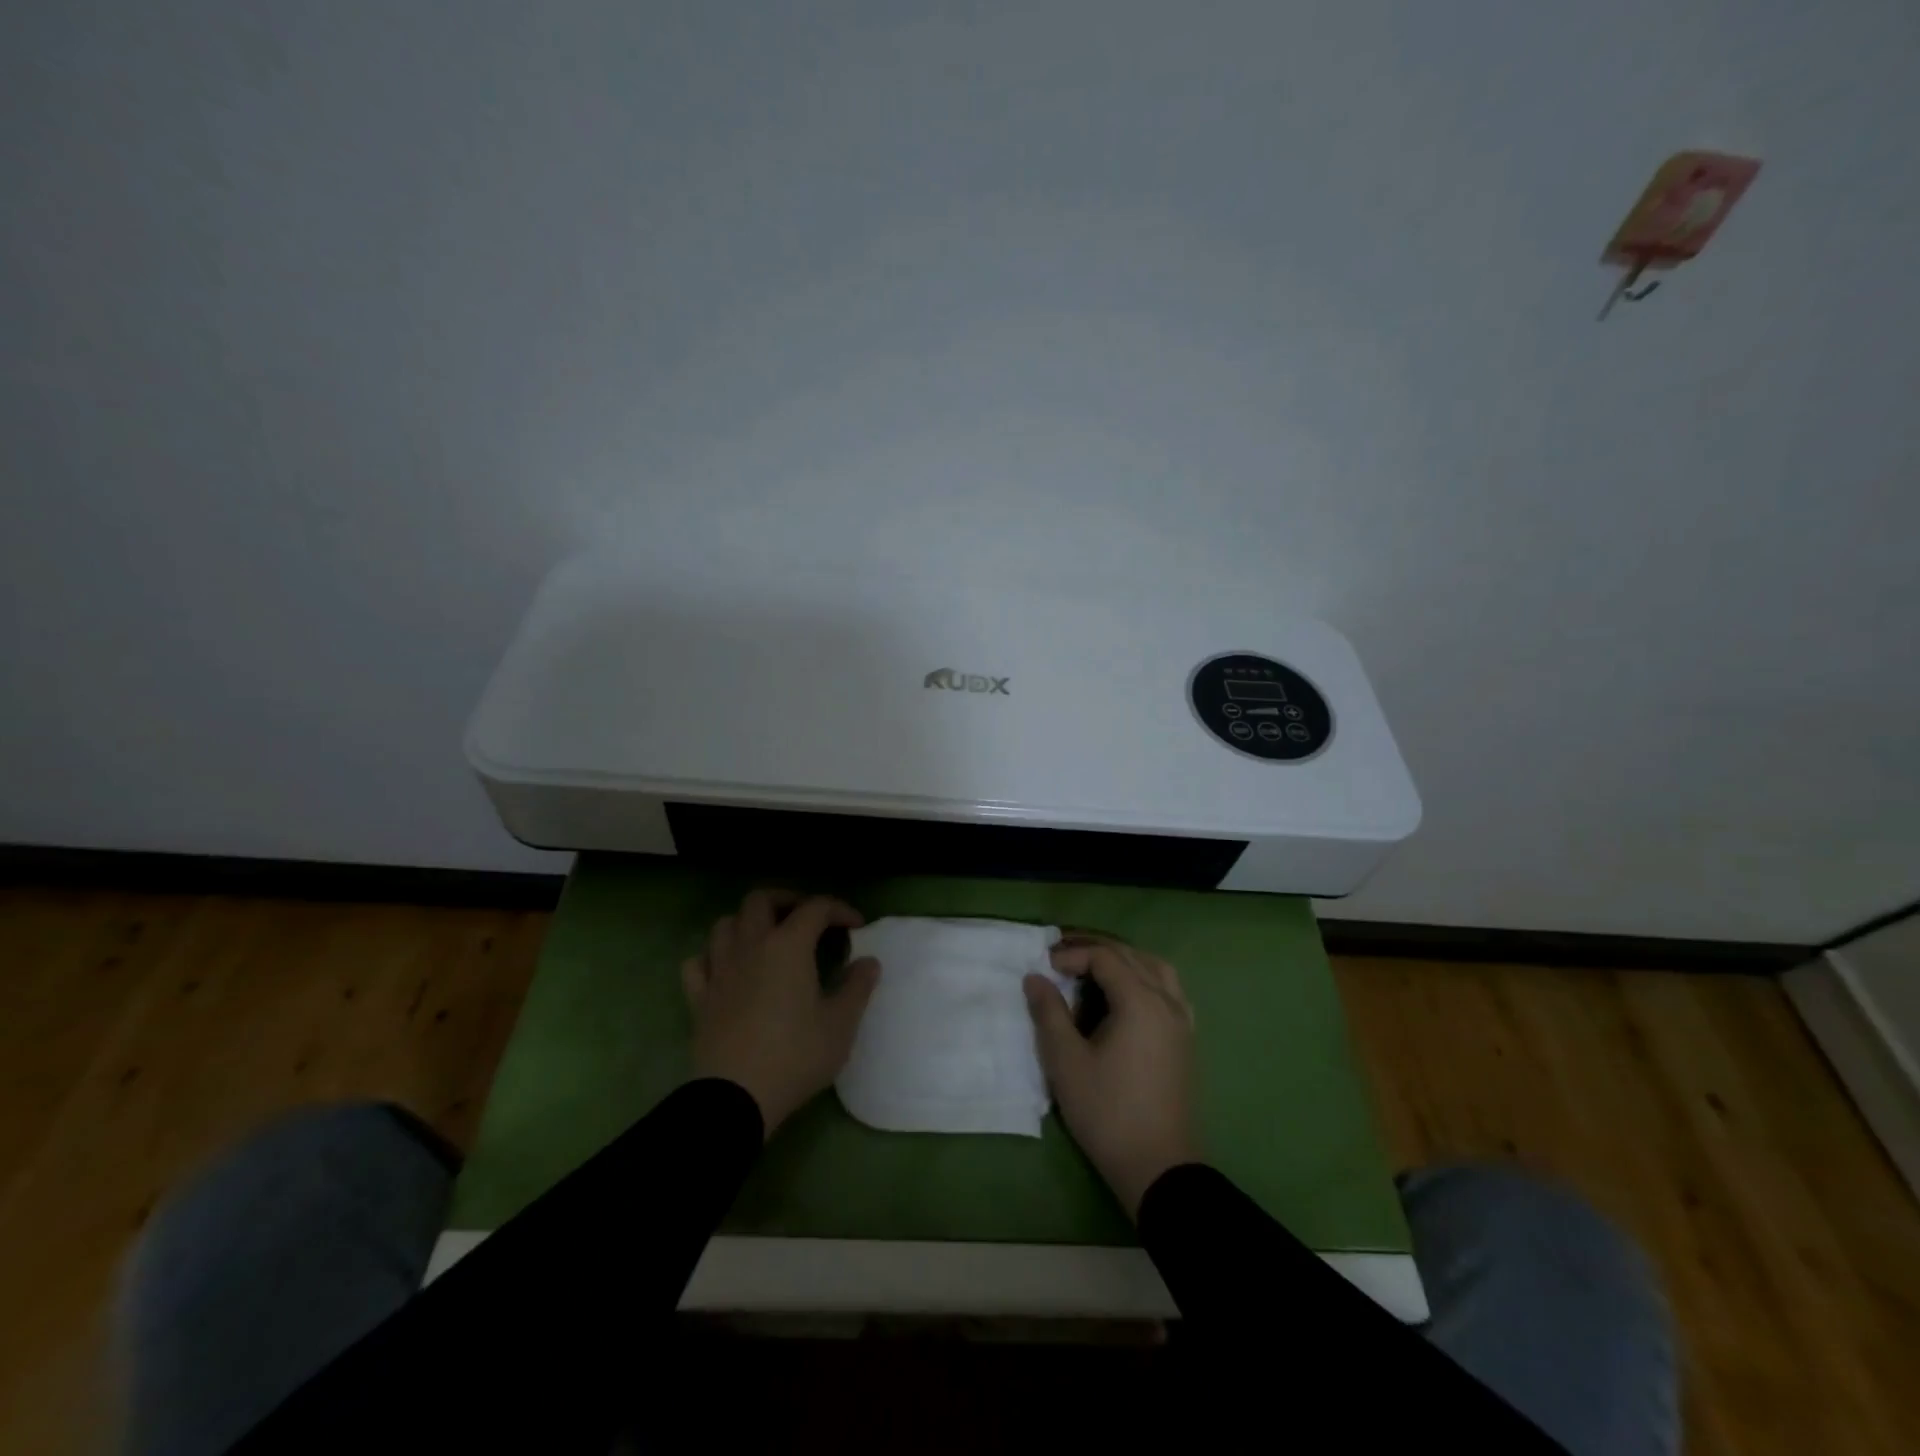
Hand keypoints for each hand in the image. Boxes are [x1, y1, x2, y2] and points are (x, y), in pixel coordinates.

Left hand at [681, 890, 880, 1135]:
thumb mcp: (840, 1024)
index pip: (815, 908)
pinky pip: (698, 962)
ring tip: (766, 938)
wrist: (735, 1098)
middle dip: (787, 900)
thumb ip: (857, 987)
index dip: (839, 909)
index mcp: (788, 946)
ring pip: (725, 924)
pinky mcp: (699, 998)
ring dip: (747, 923)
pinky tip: (727, 970)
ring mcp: (719, 971)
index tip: (856, 926)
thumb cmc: (795, 1056)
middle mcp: (750, 946)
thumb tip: (868, 962)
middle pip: (760, 900)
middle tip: (806, 917)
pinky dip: (713, 957)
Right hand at [1024, 933, 1200, 1219]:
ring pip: (1155, 969)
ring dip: (1123, 960)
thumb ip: (1049, 1012)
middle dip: (1095, 949)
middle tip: (1061, 956)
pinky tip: (1127, 996)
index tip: (1045, 968)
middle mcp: (1167, 1002)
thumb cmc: (1107, 1112)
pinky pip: (1168, 990)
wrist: (1158, 1168)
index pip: (1105, 957)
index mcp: (1141, 1002)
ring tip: (1093, 968)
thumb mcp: (1066, 1061)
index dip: (1072, 955)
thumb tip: (1035, 977)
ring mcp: (1182, 1021)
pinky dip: (1144, 978)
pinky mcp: (1185, 1040)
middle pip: (1131, 955)